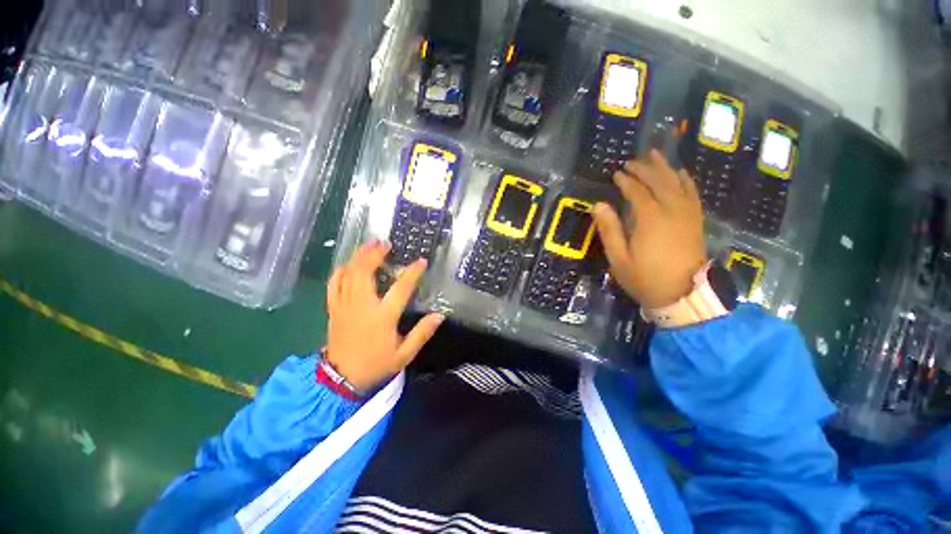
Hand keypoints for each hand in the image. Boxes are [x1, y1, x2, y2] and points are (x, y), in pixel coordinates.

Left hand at [325, 240, 444, 391]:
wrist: (341, 379)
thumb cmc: (376, 365)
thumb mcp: (404, 354)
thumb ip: (422, 333)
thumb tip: (439, 315)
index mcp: (382, 316)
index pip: (400, 288)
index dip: (412, 272)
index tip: (421, 261)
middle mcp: (362, 306)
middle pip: (365, 272)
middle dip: (374, 254)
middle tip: (385, 243)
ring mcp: (345, 306)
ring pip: (348, 274)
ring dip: (358, 256)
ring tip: (369, 245)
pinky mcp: (334, 309)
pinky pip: (334, 284)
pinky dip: (341, 271)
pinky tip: (348, 264)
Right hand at [592, 150, 707, 308]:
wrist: (682, 294)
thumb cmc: (644, 278)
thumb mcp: (618, 258)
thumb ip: (609, 229)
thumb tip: (598, 205)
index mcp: (650, 219)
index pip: (637, 191)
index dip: (626, 181)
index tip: (616, 174)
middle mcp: (671, 210)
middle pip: (658, 181)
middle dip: (644, 169)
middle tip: (631, 161)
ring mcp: (687, 214)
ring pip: (677, 182)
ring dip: (664, 167)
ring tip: (654, 155)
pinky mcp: (696, 220)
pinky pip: (692, 193)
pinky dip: (685, 180)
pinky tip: (680, 173)